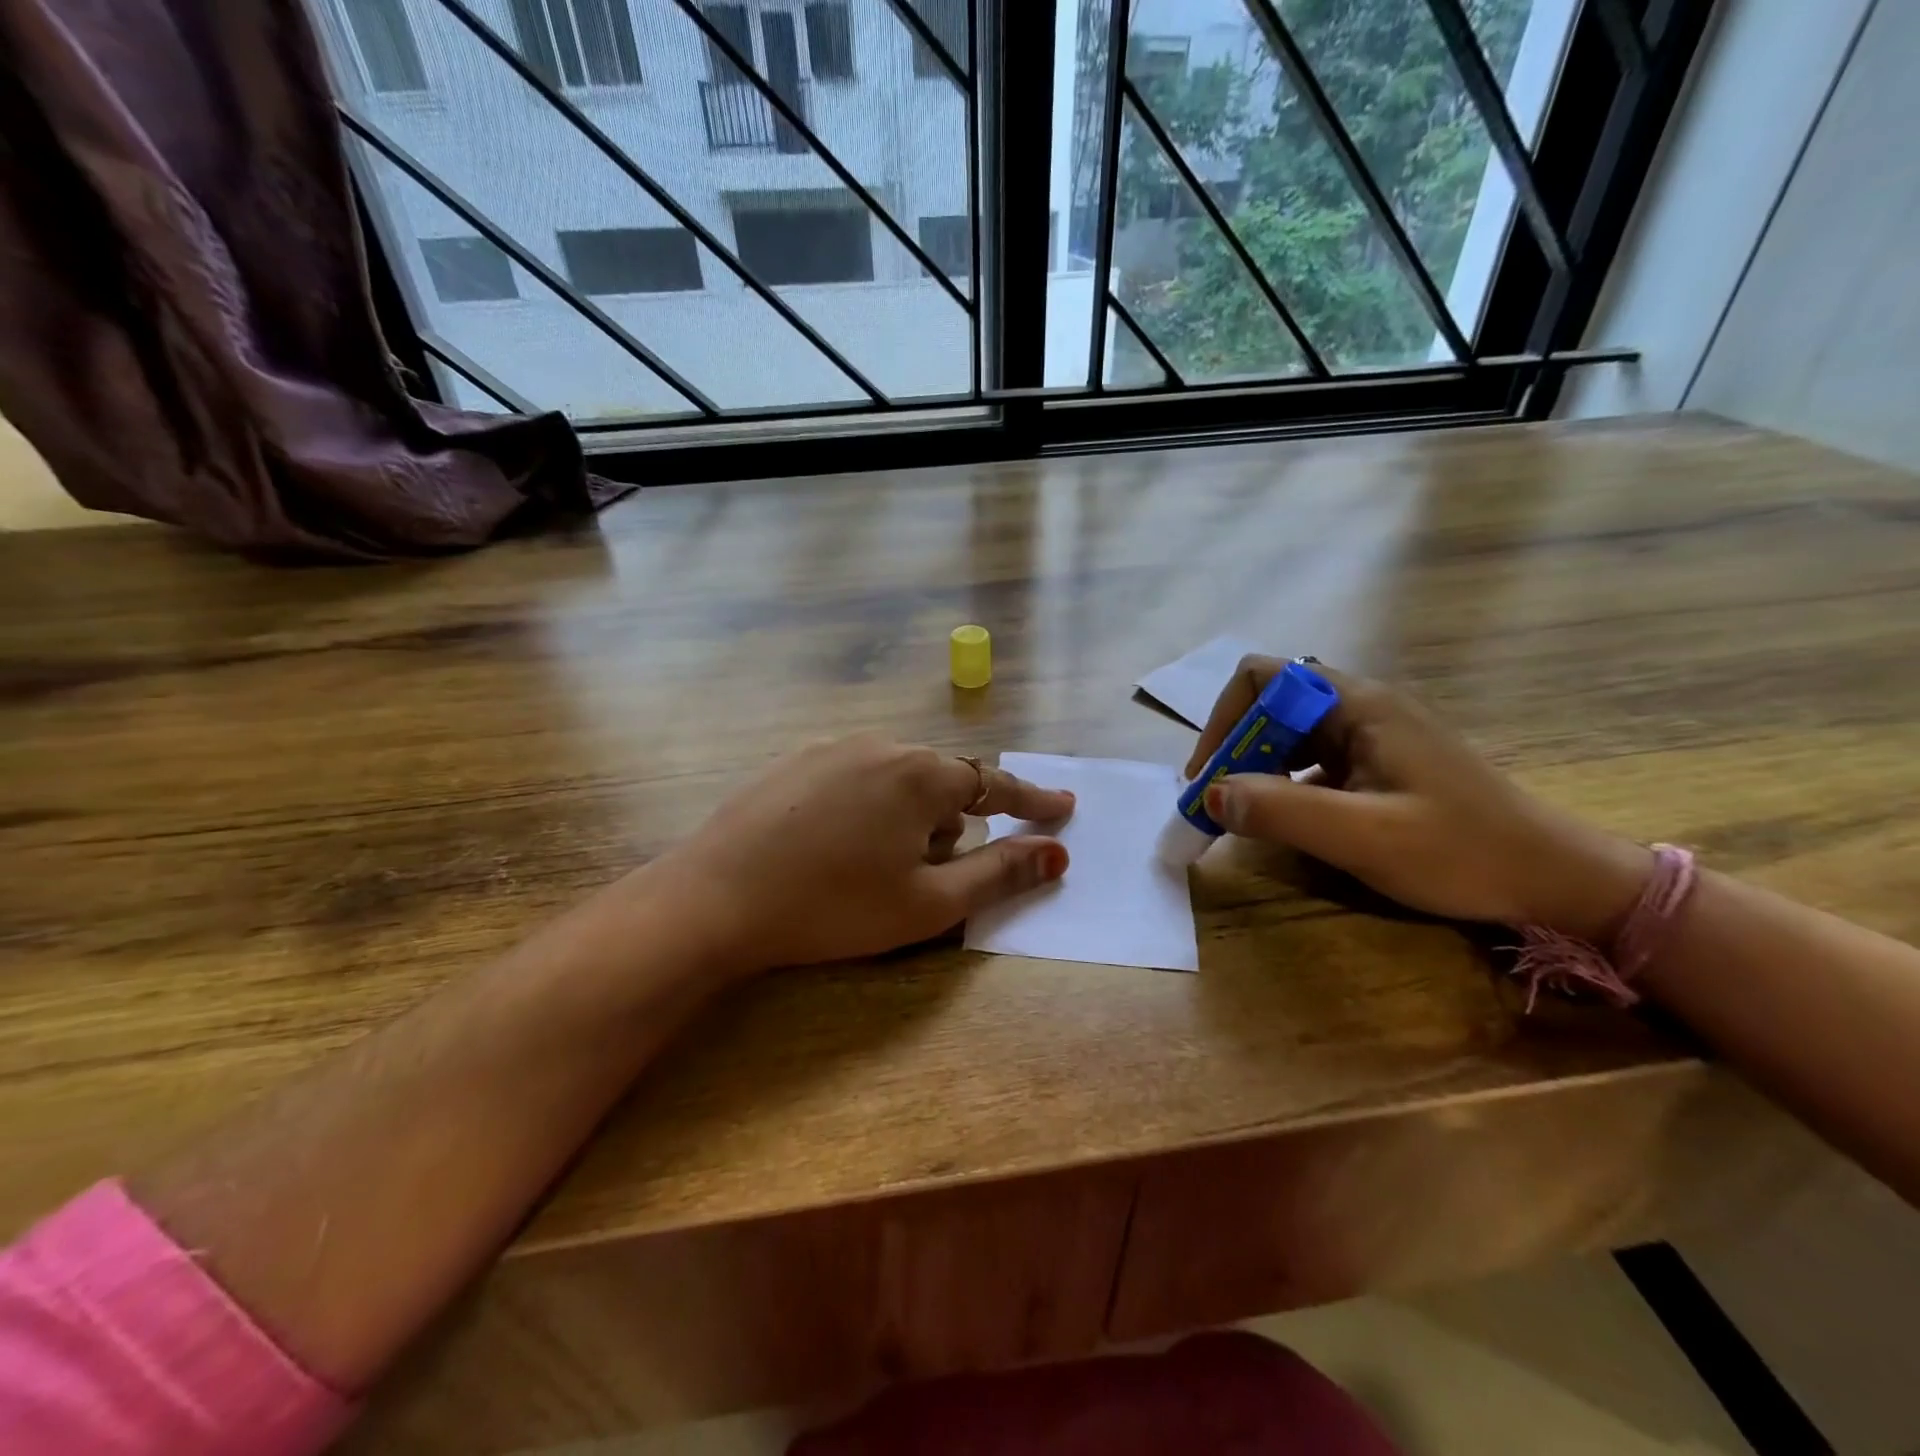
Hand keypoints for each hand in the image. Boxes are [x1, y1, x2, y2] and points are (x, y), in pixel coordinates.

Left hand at [638, 735, 1072, 977]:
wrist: (714, 898)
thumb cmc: (833, 907)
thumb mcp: (928, 903)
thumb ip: (999, 873)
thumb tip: (1056, 854)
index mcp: (921, 775)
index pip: (995, 783)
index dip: (1032, 799)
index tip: (1063, 806)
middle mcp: (882, 746)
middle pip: (942, 782)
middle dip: (952, 823)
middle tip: (930, 872)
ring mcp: (832, 748)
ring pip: (897, 779)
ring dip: (907, 817)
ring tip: (873, 868)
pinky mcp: (794, 761)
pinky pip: (856, 777)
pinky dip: (867, 808)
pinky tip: (835, 847)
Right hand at [1186, 658, 1652, 939]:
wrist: (1553, 879)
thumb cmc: (1462, 852)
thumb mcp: (1365, 836)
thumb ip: (1283, 811)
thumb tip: (1211, 794)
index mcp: (1358, 705)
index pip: (1263, 678)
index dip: (1225, 720)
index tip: (1211, 775)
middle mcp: (1362, 707)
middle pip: (1271, 704)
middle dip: (1235, 748)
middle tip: (1219, 802)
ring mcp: (1373, 735)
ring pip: (1289, 733)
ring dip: (1256, 767)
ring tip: (1244, 813)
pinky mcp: (1381, 763)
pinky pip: (1313, 759)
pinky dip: (1284, 783)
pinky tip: (1288, 819)